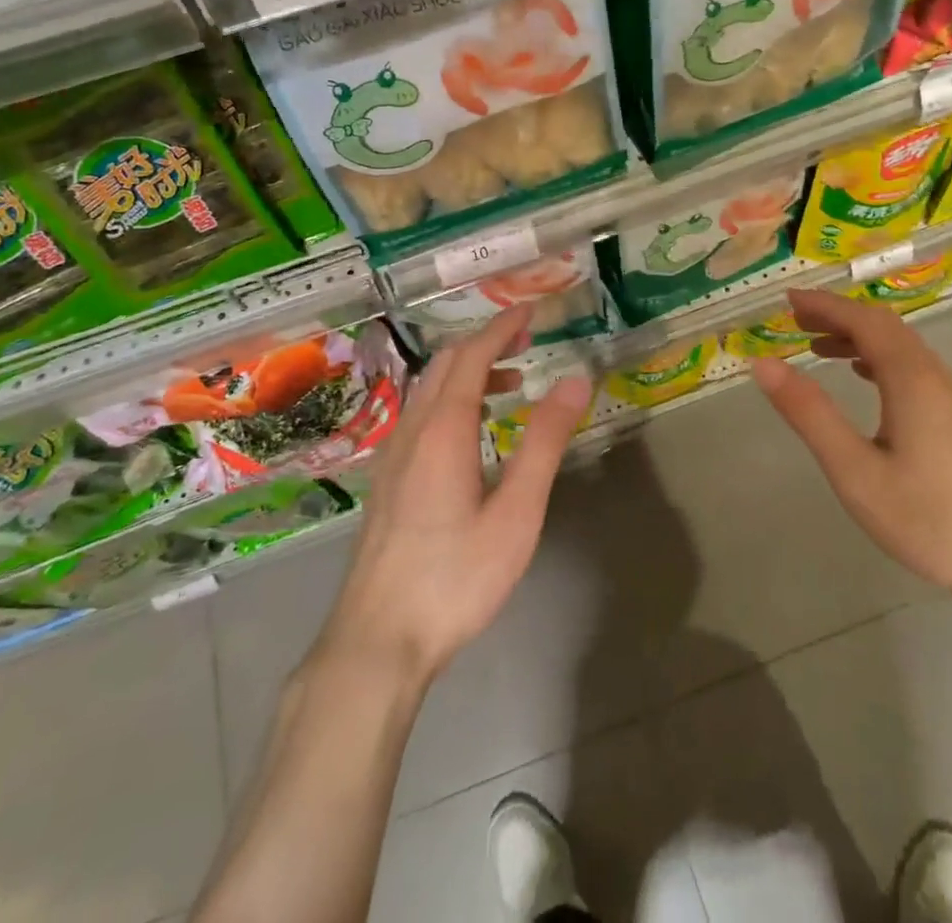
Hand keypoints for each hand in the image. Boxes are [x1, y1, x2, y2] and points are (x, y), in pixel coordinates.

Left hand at [317, 307, 591, 686]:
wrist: (376, 641)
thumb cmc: (455, 577)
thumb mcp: (516, 512)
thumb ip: (545, 441)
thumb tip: (575, 379)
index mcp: (443, 428)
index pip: (472, 355)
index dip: (501, 326)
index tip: (531, 311)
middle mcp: (411, 430)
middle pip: (445, 365)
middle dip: (486, 343)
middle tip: (527, 342)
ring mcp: (392, 455)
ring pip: (428, 390)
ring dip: (468, 372)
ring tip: (510, 384)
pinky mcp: (386, 481)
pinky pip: (419, 415)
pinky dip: (451, 399)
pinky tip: (472, 432)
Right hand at [750, 289, 951, 614]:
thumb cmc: (929, 518)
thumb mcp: (854, 470)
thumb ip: (809, 413)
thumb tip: (763, 364)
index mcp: (911, 378)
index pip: (863, 321)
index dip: (824, 305)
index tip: (786, 300)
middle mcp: (935, 376)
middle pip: (884, 326)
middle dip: (838, 316)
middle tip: (795, 320)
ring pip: (901, 347)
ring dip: (858, 337)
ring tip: (818, 347)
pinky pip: (913, 368)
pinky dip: (878, 358)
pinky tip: (864, 379)